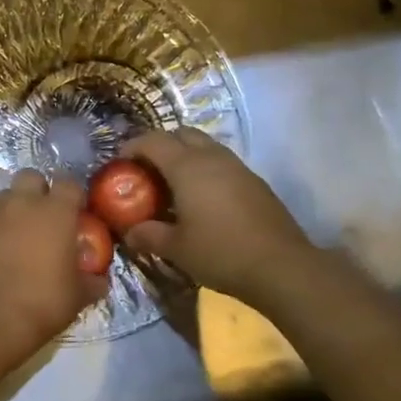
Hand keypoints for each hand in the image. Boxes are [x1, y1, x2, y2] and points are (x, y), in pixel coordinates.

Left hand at [0, 169, 108, 361]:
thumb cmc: (45, 301)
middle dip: (40, 189)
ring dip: (17, 206)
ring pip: (6, 196)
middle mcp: (23, 205)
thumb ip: (92, 280)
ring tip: (24, 232)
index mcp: (55, 212)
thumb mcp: (79, 295)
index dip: (74, 195)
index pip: (68, 183)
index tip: (78, 212)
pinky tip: (4, 252)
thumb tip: (99, 279)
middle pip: (31, 176)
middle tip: (47, 214)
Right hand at [121, 129, 314, 303]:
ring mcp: (238, 167)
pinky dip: (205, 170)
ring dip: (185, 157)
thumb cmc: (220, 252)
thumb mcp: (176, 248)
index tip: (119, 163)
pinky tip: (201, 200)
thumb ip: (148, 235)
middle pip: (181, 134)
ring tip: (172, 185)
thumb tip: (129, 233)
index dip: (132, 147)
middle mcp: (213, 157)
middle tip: (147, 171)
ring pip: (205, 146)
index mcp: (187, 167)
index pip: (153, 141)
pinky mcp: (254, 181)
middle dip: (160, 145)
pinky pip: (221, 163)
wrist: (281, 266)